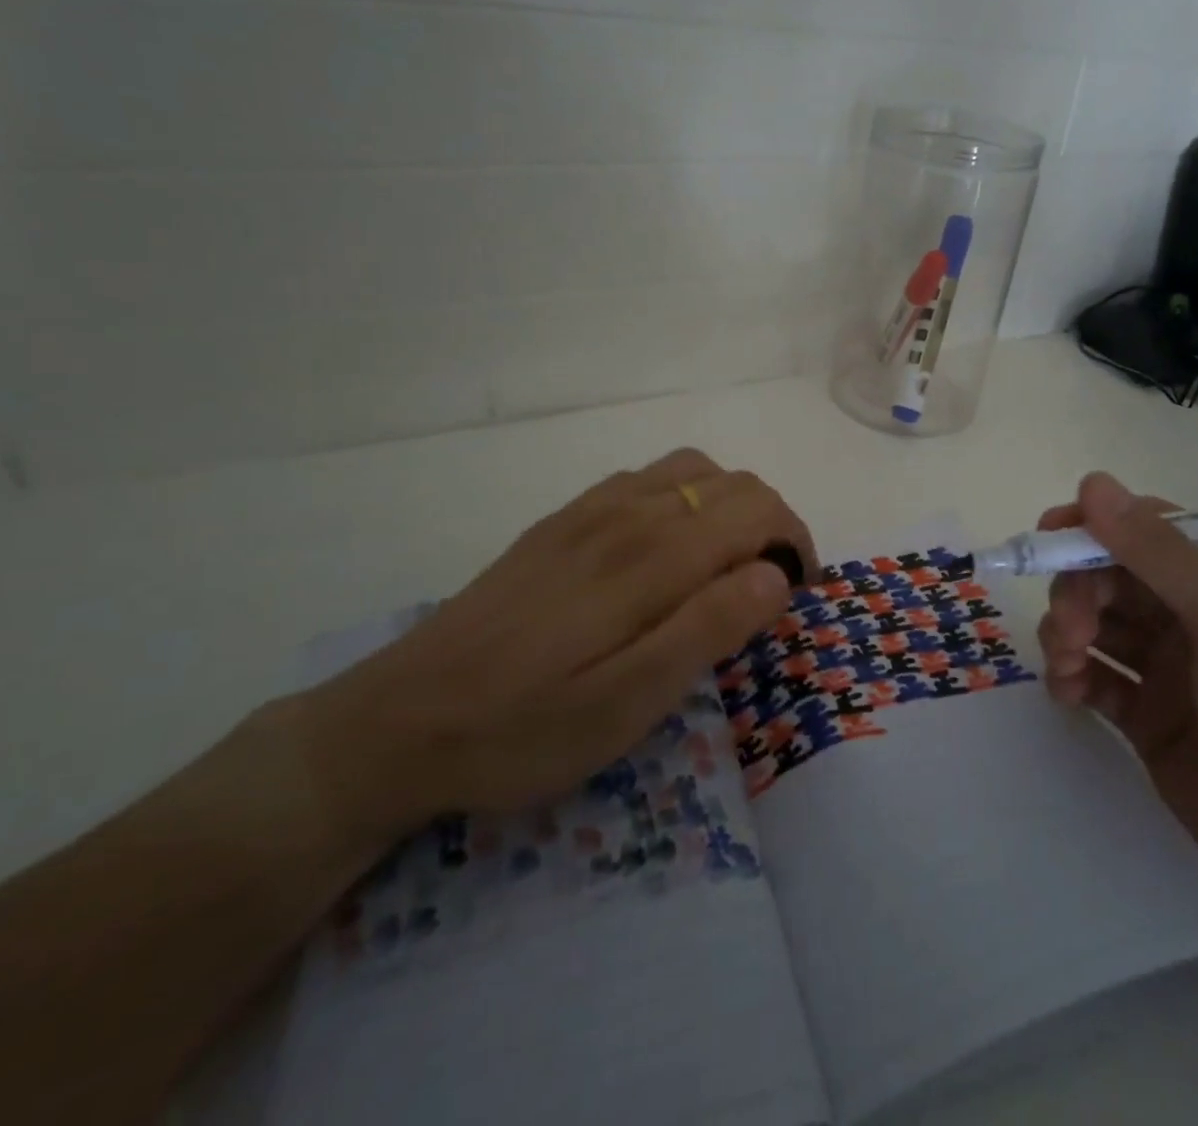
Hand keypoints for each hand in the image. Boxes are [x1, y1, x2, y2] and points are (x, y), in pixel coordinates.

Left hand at [303, 448, 815, 846]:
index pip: (756, 510)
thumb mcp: (628, 705)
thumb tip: (774, 575)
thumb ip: (708, 629)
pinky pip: (644, 479)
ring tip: (725, 565)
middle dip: (772, 524)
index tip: (796, 596)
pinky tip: (665, 550)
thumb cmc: (523, 727)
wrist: (401, 719)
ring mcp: (589, 511)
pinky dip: (683, 497)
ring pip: (690, 470)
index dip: (795, 543)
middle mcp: (626, 513)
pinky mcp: (561, 522)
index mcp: (651, 556)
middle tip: (769, 590)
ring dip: (729, 506)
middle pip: (731, 483)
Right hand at [1036, 472, 1197, 931]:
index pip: (1153, 530)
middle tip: (1069, 631)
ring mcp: (1173, 667)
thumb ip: (1161, 558)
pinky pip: (1096, 675)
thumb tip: (1094, 483)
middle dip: (1080, 593)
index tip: (1048, 540)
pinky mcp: (1148, 715)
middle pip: (1115, 575)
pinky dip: (1073, 676)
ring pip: (1097, 622)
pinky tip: (1068, 694)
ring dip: (1068, 633)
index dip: (1097, 528)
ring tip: (1067, 666)